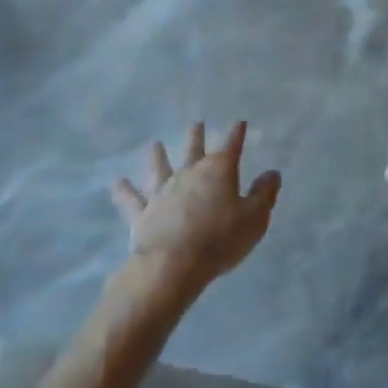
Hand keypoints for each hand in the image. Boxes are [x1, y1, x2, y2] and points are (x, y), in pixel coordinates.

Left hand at [111, 123, 280, 294]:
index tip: (240, 123)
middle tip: (196, 123)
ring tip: (155, 144)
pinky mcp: (143, 213)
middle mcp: (189, 173)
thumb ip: (264, 193)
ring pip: (160, 168)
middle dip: (197, 136)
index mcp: (218, 170)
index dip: (237, 134)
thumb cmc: (220, 239)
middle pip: (194, 149)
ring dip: (158, 156)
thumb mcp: (255, 218)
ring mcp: (163, 192)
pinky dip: (123, 191)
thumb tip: (272, 173)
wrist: (173, 265)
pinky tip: (115, 182)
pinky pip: (132, 199)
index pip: (231, 145)